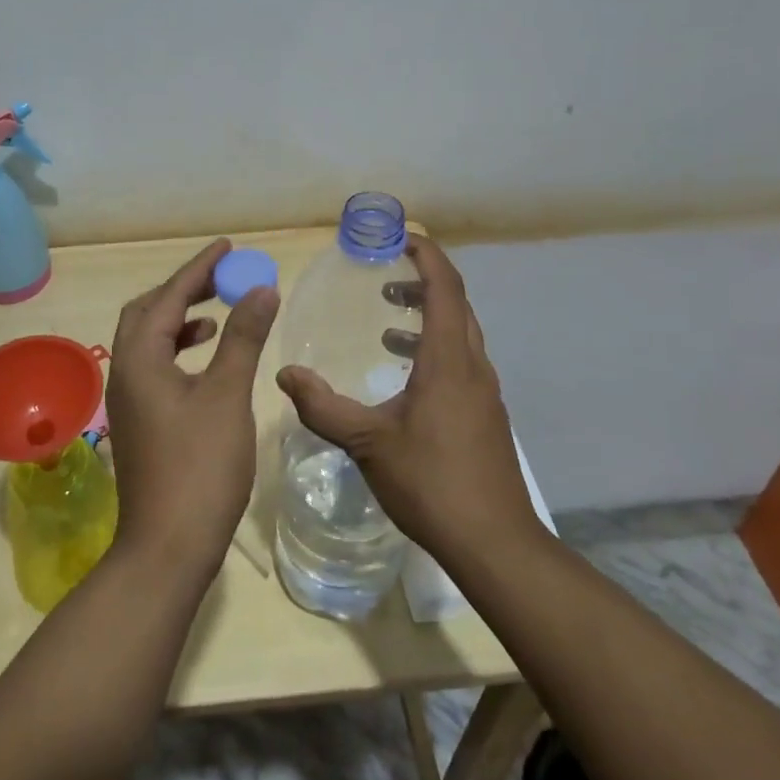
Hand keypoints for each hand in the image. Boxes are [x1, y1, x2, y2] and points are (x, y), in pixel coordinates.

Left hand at [105, 239, 279, 578]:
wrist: (167, 548)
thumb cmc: (199, 467)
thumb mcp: (227, 395)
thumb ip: (243, 338)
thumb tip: (261, 288)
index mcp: (140, 358)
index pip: (168, 296)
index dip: (199, 268)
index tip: (227, 247)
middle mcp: (125, 372)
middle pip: (147, 313)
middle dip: (183, 290)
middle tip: (220, 279)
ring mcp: (128, 400)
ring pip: (149, 341)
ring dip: (180, 321)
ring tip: (217, 317)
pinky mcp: (139, 422)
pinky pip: (155, 367)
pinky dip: (179, 352)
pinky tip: (206, 363)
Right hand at [275, 236, 533, 563]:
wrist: (494, 542)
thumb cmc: (431, 482)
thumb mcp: (367, 443)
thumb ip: (323, 407)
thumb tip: (284, 376)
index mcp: (447, 361)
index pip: (445, 288)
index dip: (427, 256)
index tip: (402, 237)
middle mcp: (472, 366)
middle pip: (457, 305)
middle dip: (424, 282)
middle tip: (385, 278)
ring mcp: (484, 392)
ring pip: (460, 334)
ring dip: (428, 317)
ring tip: (388, 323)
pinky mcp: (485, 415)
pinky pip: (460, 361)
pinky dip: (433, 349)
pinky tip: (405, 377)